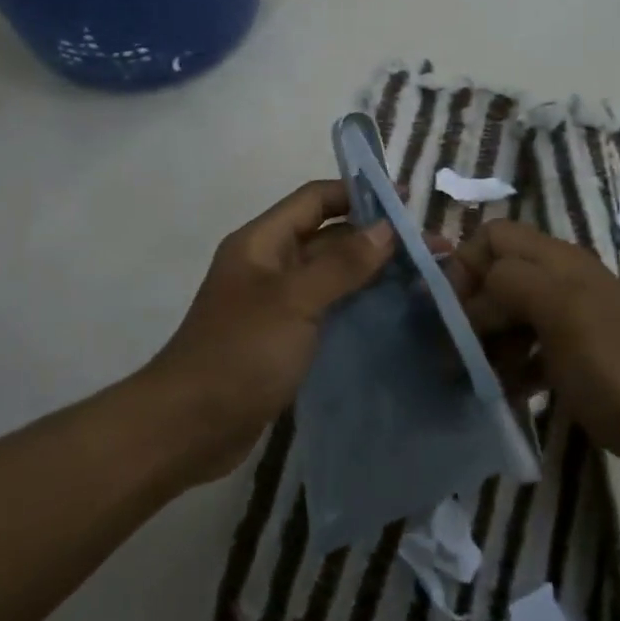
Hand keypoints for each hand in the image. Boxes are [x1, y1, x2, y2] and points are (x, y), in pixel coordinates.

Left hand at [143, 180, 397, 484]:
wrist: (190, 426)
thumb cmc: (240, 353)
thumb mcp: (294, 301)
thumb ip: (341, 264)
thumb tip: (386, 229)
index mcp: (262, 242)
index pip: (315, 199)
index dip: (358, 194)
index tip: (406, 202)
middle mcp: (269, 265)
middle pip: (327, 237)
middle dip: (374, 238)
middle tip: (429, 248)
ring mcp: (276, 304)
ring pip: (331, 276)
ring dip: (371, 273)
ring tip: (422, 279)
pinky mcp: (285, 338)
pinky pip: (327, 310)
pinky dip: (357, 306)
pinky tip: (393, 314)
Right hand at [448, 219, 619, 494]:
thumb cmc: (619, 368)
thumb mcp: (561, 312)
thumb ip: (509, 284)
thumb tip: (471, 297)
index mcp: (557, 261)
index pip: (493, 236)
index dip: (464, 264)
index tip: (447, 310)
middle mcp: (561, 283)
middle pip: (496, 277)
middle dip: (468, 308)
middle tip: (451, 350)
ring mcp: (571, 323)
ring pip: (509, 316)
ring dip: (485, 341)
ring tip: (468, 378)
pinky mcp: (577, 361)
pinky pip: (528, 352)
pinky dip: (509, 368)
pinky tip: (501, 395)